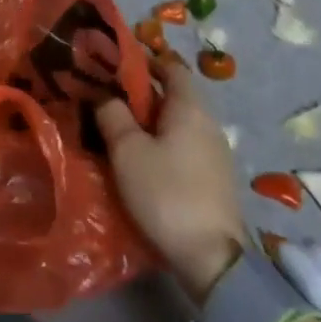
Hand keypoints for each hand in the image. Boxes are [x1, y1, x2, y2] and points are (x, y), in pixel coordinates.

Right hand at [93, 57, 247, 304]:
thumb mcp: (128, 151)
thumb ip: (113, 115)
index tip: (117, 65)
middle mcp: (208, 123)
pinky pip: (185, 147)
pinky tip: (144, 161)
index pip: (171, 67)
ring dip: (152, 122)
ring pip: (179, 124)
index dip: (146, 61)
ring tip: (120, 131)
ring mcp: (216, 153)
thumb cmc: (166, 193)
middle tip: (109, 99)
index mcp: (190, 107)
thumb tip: (105, 94)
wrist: (213, 259)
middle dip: (144, 94)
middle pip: (175, 96)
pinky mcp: (215, 180)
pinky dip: (164, 144)